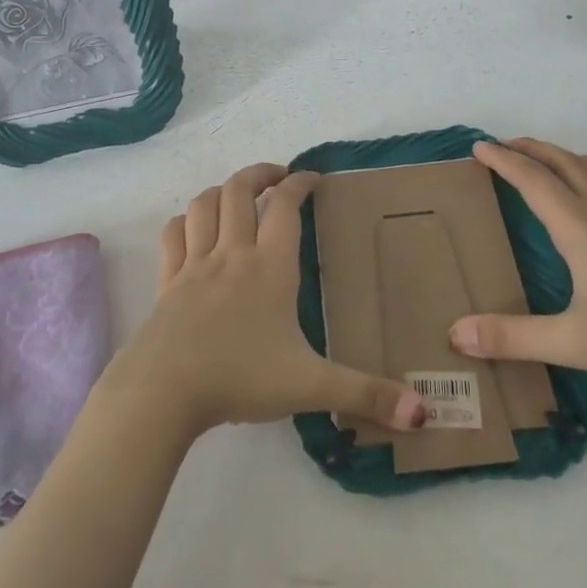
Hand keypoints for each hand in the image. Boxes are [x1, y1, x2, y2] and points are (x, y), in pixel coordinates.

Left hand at [106, 162, 429, 438]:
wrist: (164, 390)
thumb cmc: (240, 379)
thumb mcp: (310, 386)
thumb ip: (365, 395)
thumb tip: (422, 413)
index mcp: (270, 267)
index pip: (286, 206)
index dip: (300, 183)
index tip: (313, 177)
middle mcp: (232, 254)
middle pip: (240, 191)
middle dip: (260, 174)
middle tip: (278, 177)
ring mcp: (194, 265)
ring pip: (204, 205)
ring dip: (222, 190)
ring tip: (238, 195)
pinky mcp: (167, 282)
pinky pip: (173, 235)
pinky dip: (185, 220)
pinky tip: (193, 228)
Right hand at [449, 138, 586, 390]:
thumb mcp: (570, 342)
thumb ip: (511, 337)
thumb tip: (456, 333)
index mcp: (582, 228)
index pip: (534, 181)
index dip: (503, 161)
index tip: (479, 147)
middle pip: (566, 164)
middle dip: (533, 149)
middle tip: (506, 145)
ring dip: (572, 156)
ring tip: (556, 162)